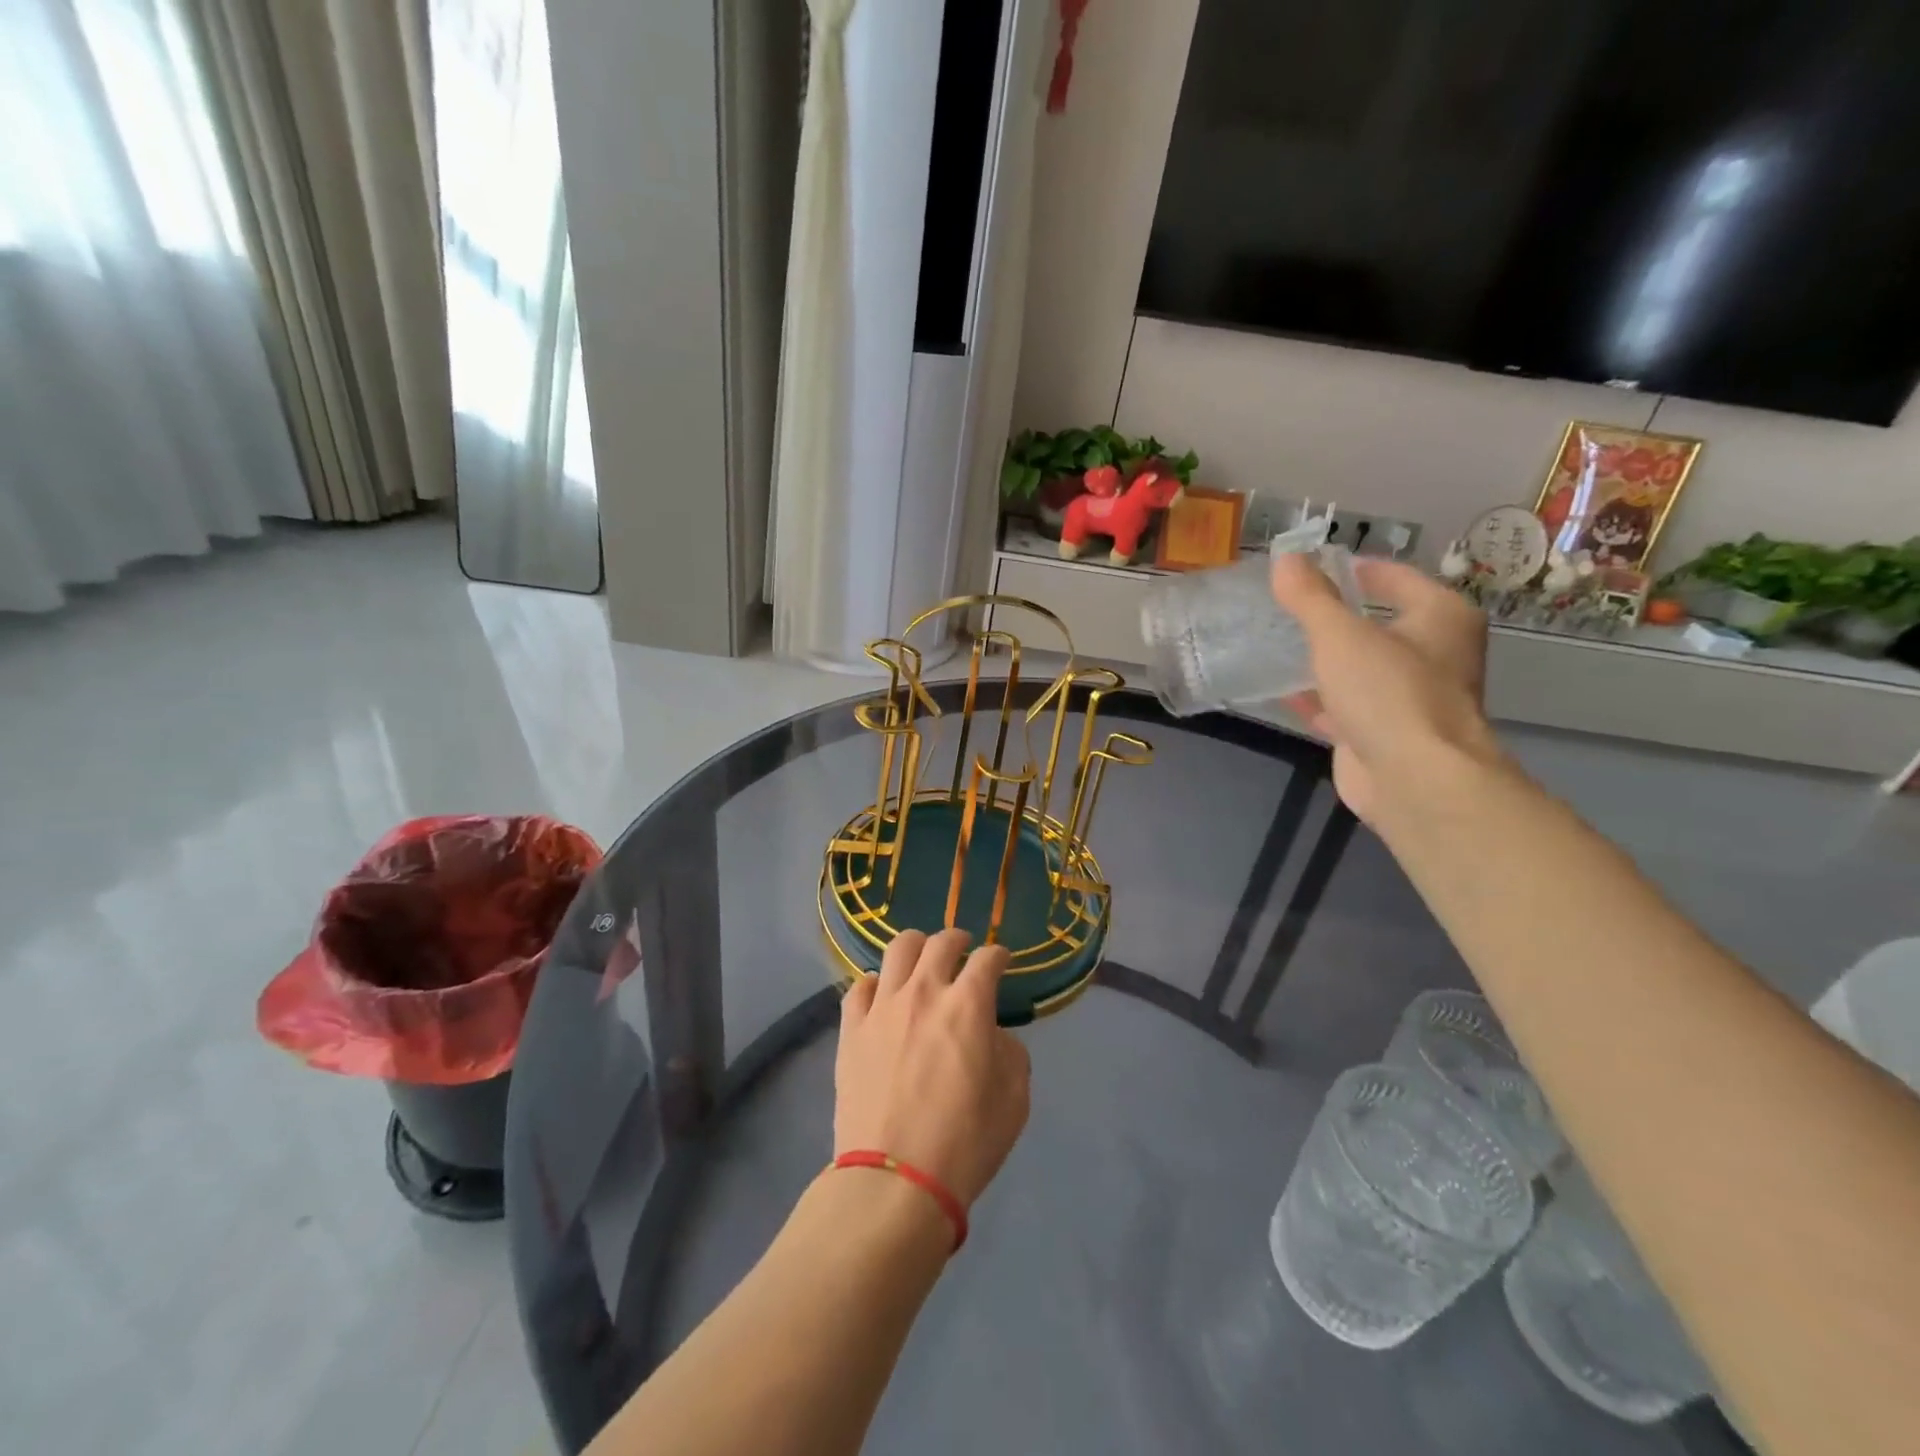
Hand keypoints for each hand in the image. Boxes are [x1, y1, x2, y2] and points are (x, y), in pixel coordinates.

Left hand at [834, 929, 1030, 1207]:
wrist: (895, 1181)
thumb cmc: (965, 1143)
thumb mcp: (1014, 1100)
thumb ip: (1010, 1053)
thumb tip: (992, 1034)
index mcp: (968, 1005)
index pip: (988, 959)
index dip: (999, 956)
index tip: (1001, 962)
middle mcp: (924, 992)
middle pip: (940, 942)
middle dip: (958, 940)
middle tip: (963, 951)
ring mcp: (882, 1007)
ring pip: (897, 949)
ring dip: (916, 948)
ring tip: (921, 961)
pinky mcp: (851, 1029)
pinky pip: (860, 986)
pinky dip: (877, 985)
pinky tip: (883, 998)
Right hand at [1269, 553, 1500, 824]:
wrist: (1414, 780)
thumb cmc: (1388, 693)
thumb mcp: (1340, 634)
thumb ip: (1310, 597)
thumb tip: (1285, 557)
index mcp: (1441, 617)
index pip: (1395, 577)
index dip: (1354, 568)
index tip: (1312, 565)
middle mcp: (1434, 653)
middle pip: (1378, 622)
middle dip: (1336, 615)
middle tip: (1288, 604)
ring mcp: (1409, 697)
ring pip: (1360, 667)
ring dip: (1325, 658)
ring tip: (1278, 642)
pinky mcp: (1383, 733)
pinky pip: (1345, 705)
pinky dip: (1318, 698)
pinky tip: (1282, 691)